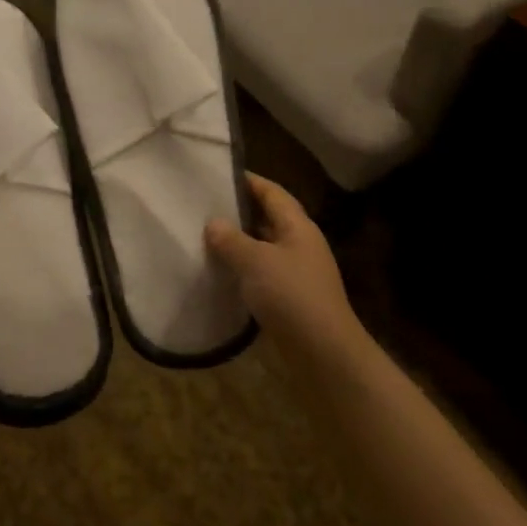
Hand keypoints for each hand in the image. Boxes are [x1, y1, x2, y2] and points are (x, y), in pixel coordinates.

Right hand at [206, 174, 356, 344]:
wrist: (323, 352)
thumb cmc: (291, 295)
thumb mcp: (255, 261)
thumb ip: (231, 239)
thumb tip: (213, 223)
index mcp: (298, 227)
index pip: (272, 192)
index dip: (248, 180)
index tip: (218, 173)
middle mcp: (300, 244)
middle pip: (269, 218)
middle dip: (239, 212)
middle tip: (203, 206)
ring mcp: (298, 273)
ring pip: (264, 248)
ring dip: (239, 244)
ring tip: (204, 238)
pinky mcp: (291, 299)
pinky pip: (263, 274)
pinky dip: (243, 271)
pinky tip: (221, 274)